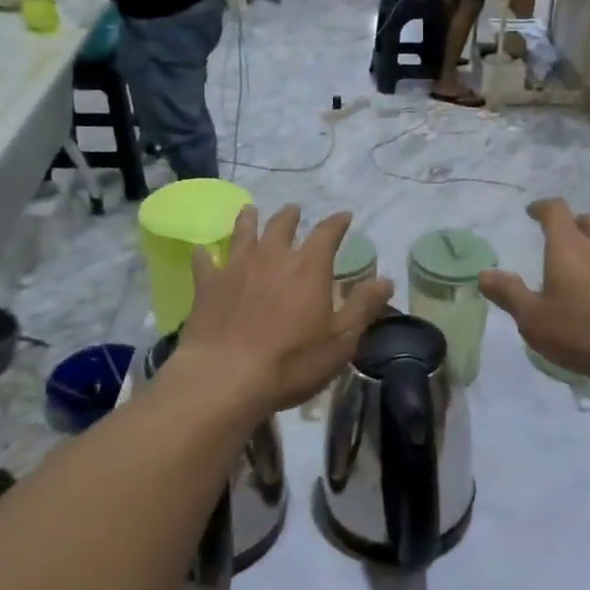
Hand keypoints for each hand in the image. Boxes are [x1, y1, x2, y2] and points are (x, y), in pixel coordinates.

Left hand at [174, 206, 394, 415]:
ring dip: (249, 219)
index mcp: (309, 267)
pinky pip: (205, 261)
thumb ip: (362, 306)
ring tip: (251, 211)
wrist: (225, 378)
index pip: (328, 233)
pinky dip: (206, 254)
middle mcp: (272, 256)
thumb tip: (386, 280)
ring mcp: (236, 267)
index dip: (337, 222)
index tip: (344, 216)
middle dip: (291, 215)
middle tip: (294, 210)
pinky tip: (202, 251)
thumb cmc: (291, 361)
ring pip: (243, 233)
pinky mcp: (207, 285)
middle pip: (282, 225)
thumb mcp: (341, 340)